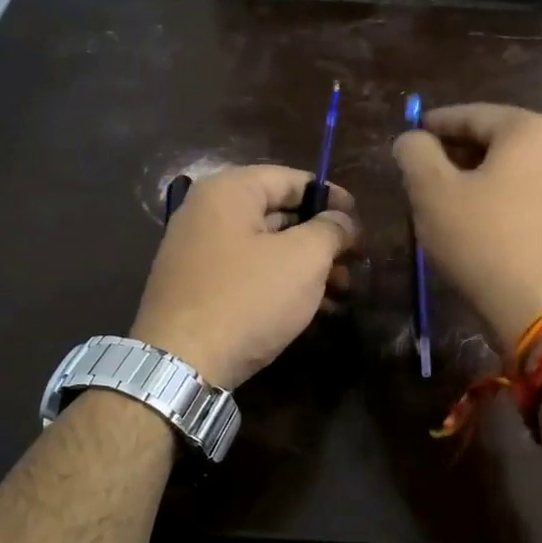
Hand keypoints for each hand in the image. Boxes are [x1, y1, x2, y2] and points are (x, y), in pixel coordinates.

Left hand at [131, 165, 357, 388]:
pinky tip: (312, 308)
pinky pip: (247, 274)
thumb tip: (343, 220)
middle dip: (321, 238)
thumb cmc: (248, 298)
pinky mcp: (196, 288)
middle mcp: (206, 213)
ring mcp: (196, 252)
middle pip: (278, 214)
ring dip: (307, 266)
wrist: (181, 363)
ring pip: (265, 248)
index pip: (290, 179)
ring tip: (342, 292)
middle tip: (355, 262)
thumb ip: (330, 230)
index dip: (331, 197)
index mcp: (228, 191)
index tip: (360, 222)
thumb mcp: (303, 259)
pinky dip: (280, 284)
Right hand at [394, 103, 541, 344]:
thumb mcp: (433, 192)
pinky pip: (523, 195)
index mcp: (531, 130)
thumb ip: (415, 154)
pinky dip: (494, 199)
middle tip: (418, 170)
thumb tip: (411, 140)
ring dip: (472, 178)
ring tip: (438, 198)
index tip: (409, 134)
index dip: (435, 124)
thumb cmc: (484, 239)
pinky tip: (470, 221)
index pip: (472, 115)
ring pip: (508, 170)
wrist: (541, 309)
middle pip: (494, 140)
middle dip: (453, 153)